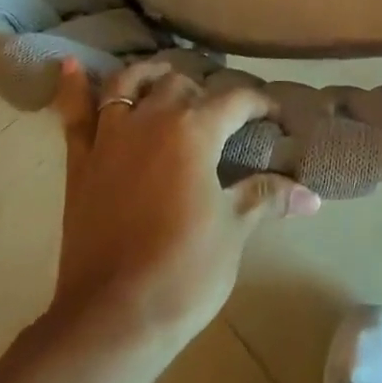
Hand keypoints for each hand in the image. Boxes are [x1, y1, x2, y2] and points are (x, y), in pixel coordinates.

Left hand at [48, 59, 321, 352]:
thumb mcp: (234, 231)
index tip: (274, 114)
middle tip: (222, 113)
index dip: (260, 103)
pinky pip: (74, 115)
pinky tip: (69, 64)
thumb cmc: (184, 271)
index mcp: (195, 131)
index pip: (235, 101)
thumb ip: (266, 197)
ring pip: (129, 83)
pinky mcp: (81, 162)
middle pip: (180, 84)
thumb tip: (312, 196)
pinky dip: (72, 88)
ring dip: (148, 74)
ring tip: (163, 76)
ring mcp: (111, 137)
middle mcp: (152, 119)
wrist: (113, 318)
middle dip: (204, 92)